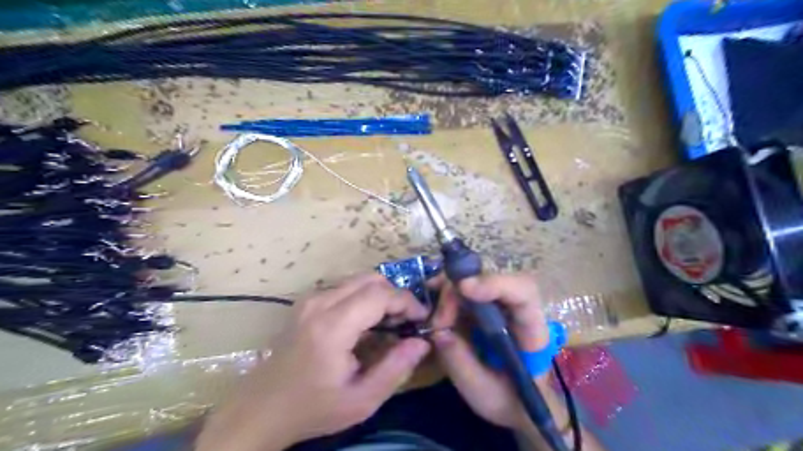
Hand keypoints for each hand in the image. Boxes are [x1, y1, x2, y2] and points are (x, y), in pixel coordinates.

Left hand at [198, 273, 429, 449]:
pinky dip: (364, 297)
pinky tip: (366, 323)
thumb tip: (422, 342)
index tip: (421, 319)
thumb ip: (396, 368)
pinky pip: (344, 288)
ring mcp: (310, 299)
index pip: (380, 295)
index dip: (407, 302)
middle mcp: (320, 302)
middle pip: (371, 279)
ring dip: (380, 295)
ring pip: (358, 280)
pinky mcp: (306, 302)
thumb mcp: (361, 400)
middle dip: (395, 295)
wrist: (260, 409)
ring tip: (389, 323)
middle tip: (406, 321)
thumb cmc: (312, 408)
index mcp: (332, 326)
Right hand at [429, 274, 548, 431]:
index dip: (495, 284)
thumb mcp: (483, 393)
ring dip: (450, 291)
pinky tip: (432, 299)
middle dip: (459, 292)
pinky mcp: (486, 307)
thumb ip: (461, 363)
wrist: (519, 405)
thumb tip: (437, 331)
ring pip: (477, 279)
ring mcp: (501, 305)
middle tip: (438, 320)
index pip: (523, 293)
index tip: (464, 288)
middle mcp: (518, 309)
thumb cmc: (509, 401)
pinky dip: (447, 292)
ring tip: (433, 316)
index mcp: (532, 332)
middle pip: (493, 278)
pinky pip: (467, 289)